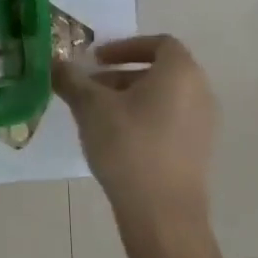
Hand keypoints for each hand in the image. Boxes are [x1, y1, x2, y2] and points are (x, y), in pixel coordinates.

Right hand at [53, 35, 217, 233]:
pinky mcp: (199, 151)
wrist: (162, 214)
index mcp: (181, 72)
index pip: (158, 43)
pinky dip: (145, 119)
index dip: (125, 47)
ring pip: (164, 98)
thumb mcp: (90, 107)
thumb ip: (71, 79)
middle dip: (121, 75)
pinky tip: (116, 140)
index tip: (97, 60)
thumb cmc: (128, 146)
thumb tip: (53, 62)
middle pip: (159, 71)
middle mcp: (200, 91)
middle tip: (90, 88)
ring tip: (97, 116)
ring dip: (130, 98)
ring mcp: (204, 124)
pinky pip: (170, 121)